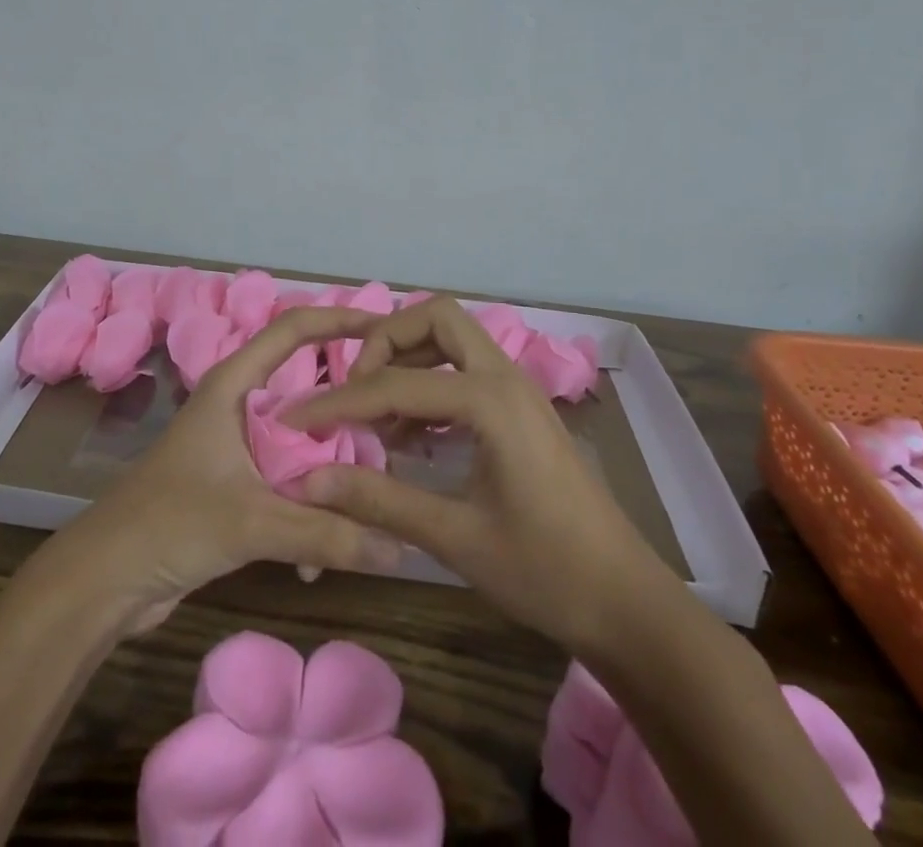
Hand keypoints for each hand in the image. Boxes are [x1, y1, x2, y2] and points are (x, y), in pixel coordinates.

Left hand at [43, 307, 402, 632]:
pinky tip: (321, 556)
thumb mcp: (252, 522)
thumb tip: (401, 551)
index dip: (339, 319)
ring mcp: (236, 447)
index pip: (293, 329)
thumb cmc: (170, 524)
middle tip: (396, 426)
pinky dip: (309, 507)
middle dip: (349, 409)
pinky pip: (288, 482)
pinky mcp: (235, 486)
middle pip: (307, 390)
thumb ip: (327, 532)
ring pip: (301, 442)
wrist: (102, 581)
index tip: (386, 328)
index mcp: (234, 384)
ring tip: (373, 497)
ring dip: (331, 469)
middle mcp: (238, 405)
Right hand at [284, 296, 662, 655]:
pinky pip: (465, 369)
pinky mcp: (520, 409)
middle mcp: (504, 376)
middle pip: (435, 318)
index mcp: (490, 399)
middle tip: (354, 390)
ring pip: (453, 339)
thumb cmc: (545, 571)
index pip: (395, 383)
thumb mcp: (455, 537)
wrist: (626, 603)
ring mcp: (517, 389)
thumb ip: (379, 500)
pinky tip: (410, 434)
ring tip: (376, 414)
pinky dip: (430, 382)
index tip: (296, 421)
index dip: (339, 402)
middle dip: (386, 342)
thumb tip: (309, 479)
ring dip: (409, 358)